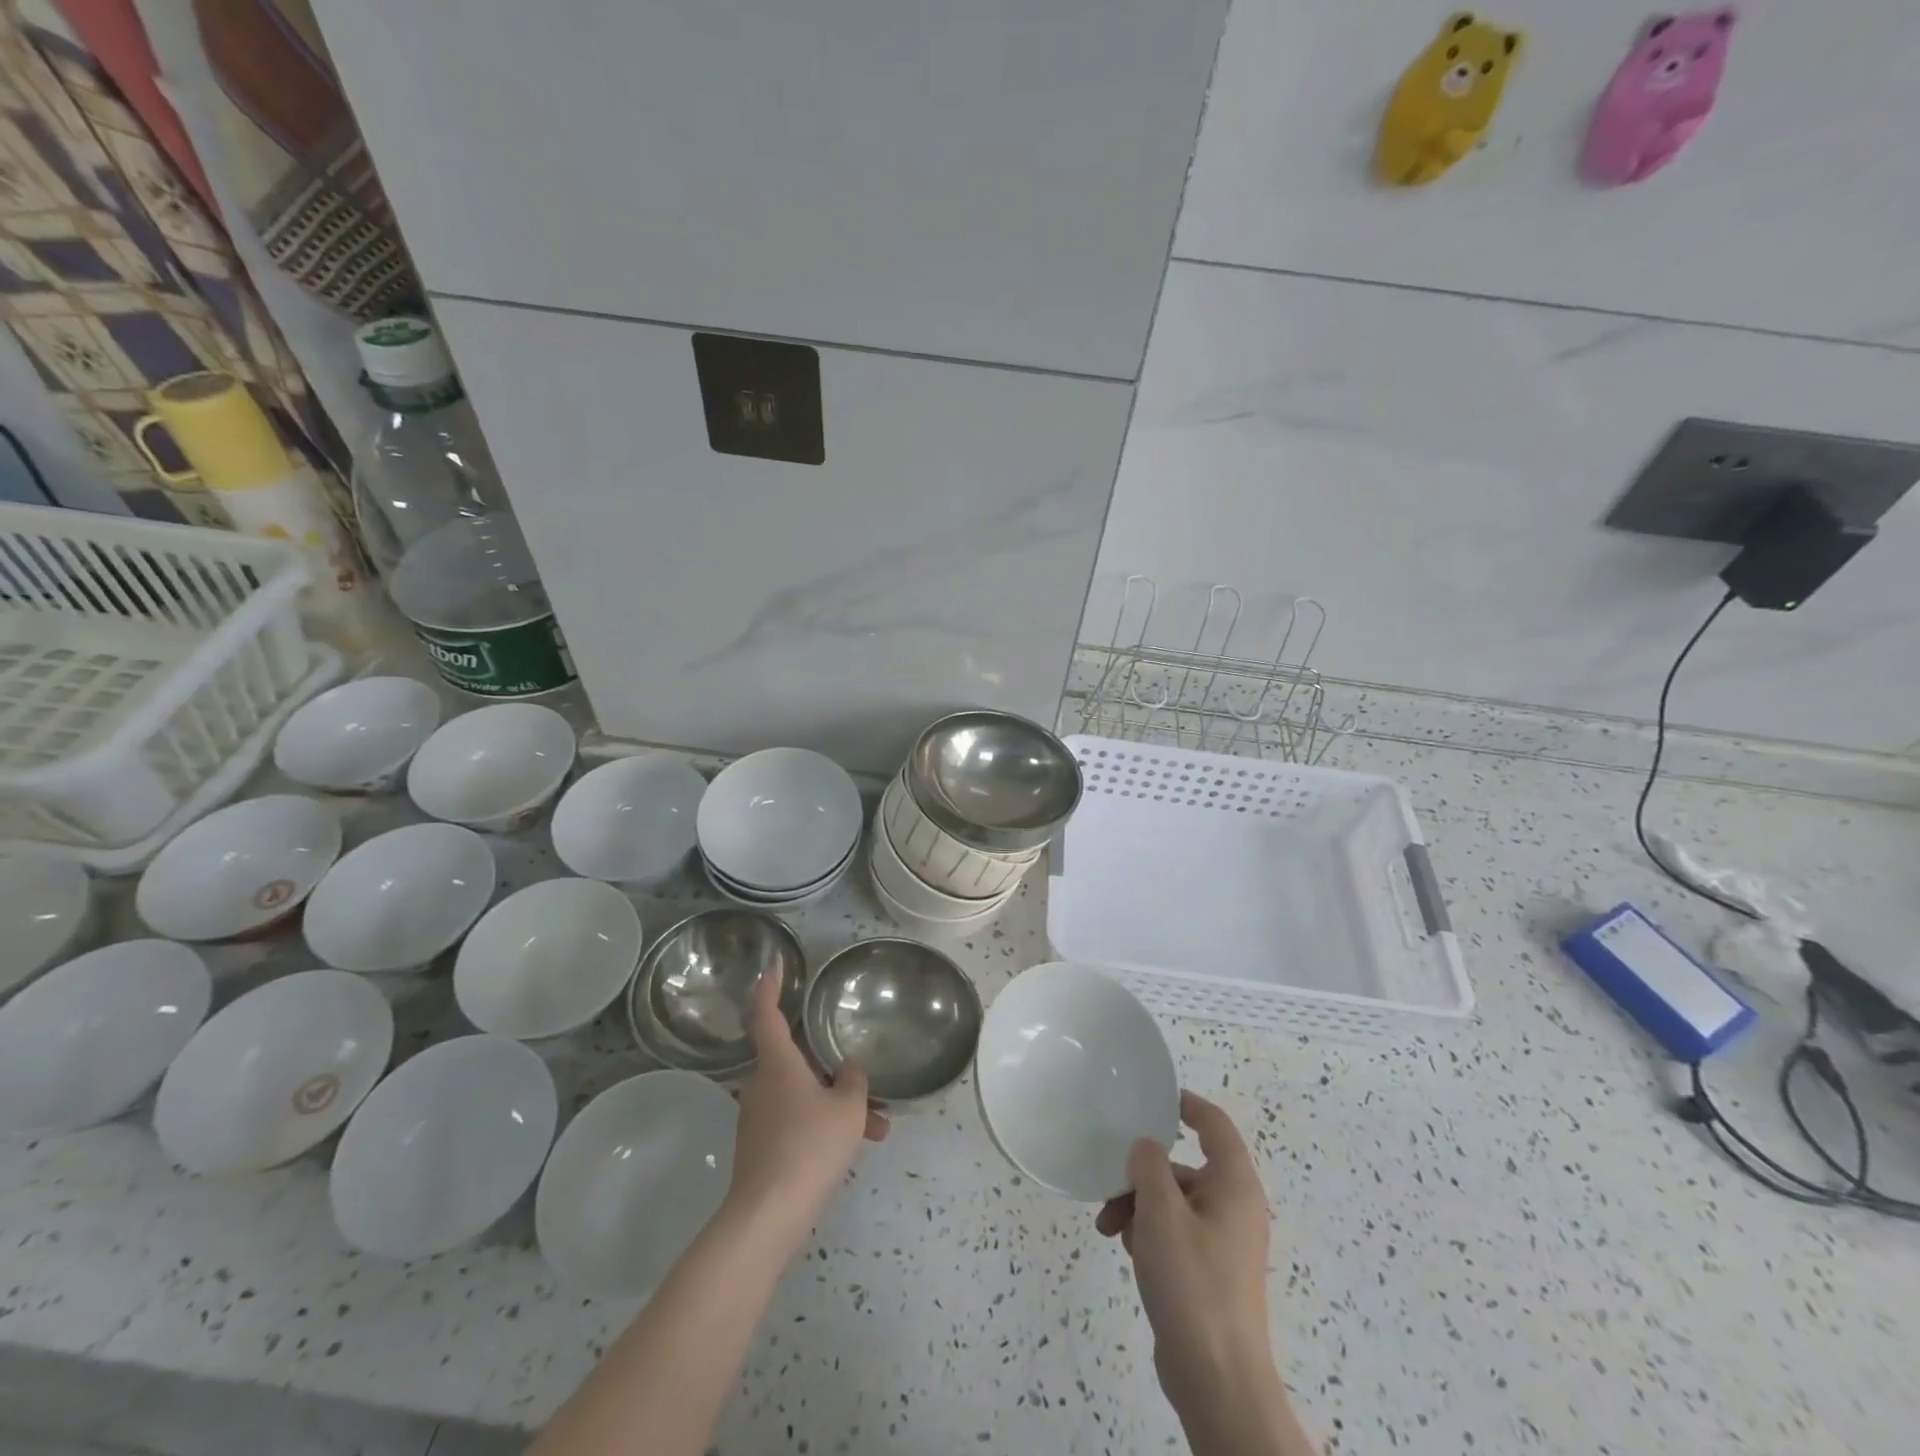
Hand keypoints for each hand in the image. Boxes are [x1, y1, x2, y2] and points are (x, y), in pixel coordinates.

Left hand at [725, 971, 886, 1240]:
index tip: (774, 966)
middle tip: (861, 1075)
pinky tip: (854, 1147)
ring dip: (836, 1105)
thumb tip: (847, 1070)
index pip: (767, 1015)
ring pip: (803, 1096)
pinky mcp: (761, 1148)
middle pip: (795, 1060)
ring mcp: (758, 1118)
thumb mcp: (848, 1109)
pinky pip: (798, 1122)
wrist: (768, 1216)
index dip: (769, 988)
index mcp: (777, 1064)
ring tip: (877, 1128)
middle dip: (830, 1067)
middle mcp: (761, 1085)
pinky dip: (824, 1126)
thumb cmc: (809, 1146)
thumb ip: (852, 1082)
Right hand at [1097, 1090, 1275, 1415]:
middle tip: (1110, 1187)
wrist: (1217, 1382)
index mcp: (1234, 1186)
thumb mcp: (1161, 1212)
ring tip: (1108, 1229)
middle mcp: (1234, 1208)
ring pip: (1173, 1202)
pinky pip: (1174, 1233)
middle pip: (1184, 1167)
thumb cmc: (1193, 1283)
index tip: (1153, 1098)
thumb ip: (1149, 1165)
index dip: (1187, 1105)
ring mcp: (1222, 1243)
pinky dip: (1148, 1232)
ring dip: (1138, 1206)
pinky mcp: (1208, 1273)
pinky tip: (1125, 1249)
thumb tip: (1146, 1147)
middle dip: (1142, 1173)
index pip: (1215, 1125)